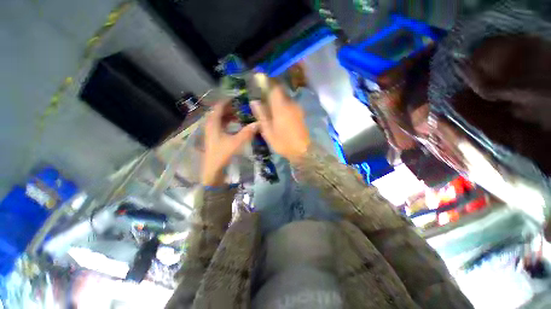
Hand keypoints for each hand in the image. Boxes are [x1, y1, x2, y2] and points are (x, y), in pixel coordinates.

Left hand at [202, 102, 258, 185]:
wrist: (213, 170)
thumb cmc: (222, 154)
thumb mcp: (236, 143)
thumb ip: (247, 132)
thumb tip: (258, 123)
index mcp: (213, 123)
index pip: (219, 106)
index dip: (228, 101)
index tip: (239, 98)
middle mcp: (211, 125)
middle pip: (219, 112)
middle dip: (231, 108)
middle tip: (243, 107)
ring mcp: (212, 131)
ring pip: (221, 119)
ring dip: (230, 116)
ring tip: (241, 115)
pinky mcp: (215, 137)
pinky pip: (222, 125)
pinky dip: (229, 123)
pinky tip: (237, 126)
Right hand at [251, 85, 309, 162]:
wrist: (303, 150)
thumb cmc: (283, 143)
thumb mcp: (268, 131)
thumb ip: (261, 115)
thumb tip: (254, 102)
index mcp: (281, 107)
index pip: (274, 87)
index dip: (267, 81)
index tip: (259, 78)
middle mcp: (290, 104)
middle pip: (280, 91)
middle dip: (271, 90)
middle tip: (261, 94)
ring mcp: (297, 108)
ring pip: (285, 97)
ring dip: (276, 98)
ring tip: (268, 104)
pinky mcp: (300, 113)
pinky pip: (289, 104)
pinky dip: (282, 104)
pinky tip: (278, 112)